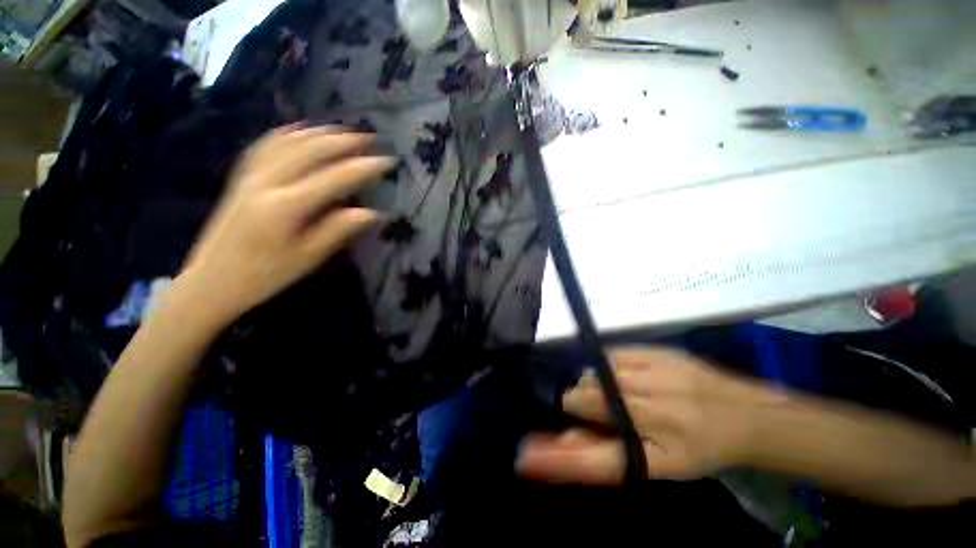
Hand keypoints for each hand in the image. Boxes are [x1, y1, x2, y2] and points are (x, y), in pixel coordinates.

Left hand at [178, 126, 392, 326]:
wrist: (213, 281)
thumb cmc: (266, 274)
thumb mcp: (308, 257)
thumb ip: (338, 230)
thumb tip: (373, 213)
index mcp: (286, 206)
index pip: (334, 178)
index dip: (363, 167)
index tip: (387, 161)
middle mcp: (267, 183)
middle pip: (309, 150)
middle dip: (343, 141)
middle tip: (370, 138)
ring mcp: (250, 177)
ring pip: (287, 142)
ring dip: (319, 132)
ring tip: (344, 130)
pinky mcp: (241, 178)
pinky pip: (265, 146)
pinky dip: (287, 133)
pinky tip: (300, 129)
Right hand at [518, 347, 772, 483]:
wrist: (746, 414)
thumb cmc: (702, 447)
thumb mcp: (657, 463)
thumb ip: (606, 450)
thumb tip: (563, 442)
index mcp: (658, 453)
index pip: (593, 458)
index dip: (556, 459)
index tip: (525, 456)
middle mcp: (655, 412)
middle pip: (588, 399)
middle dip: (578, 402)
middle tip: (585, 405)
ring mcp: (657, 376)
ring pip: (599, 374)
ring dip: (595, 384)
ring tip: (610, 391)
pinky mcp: (660, 352)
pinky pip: (614, 355)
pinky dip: (609, 366)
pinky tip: (623, 374)